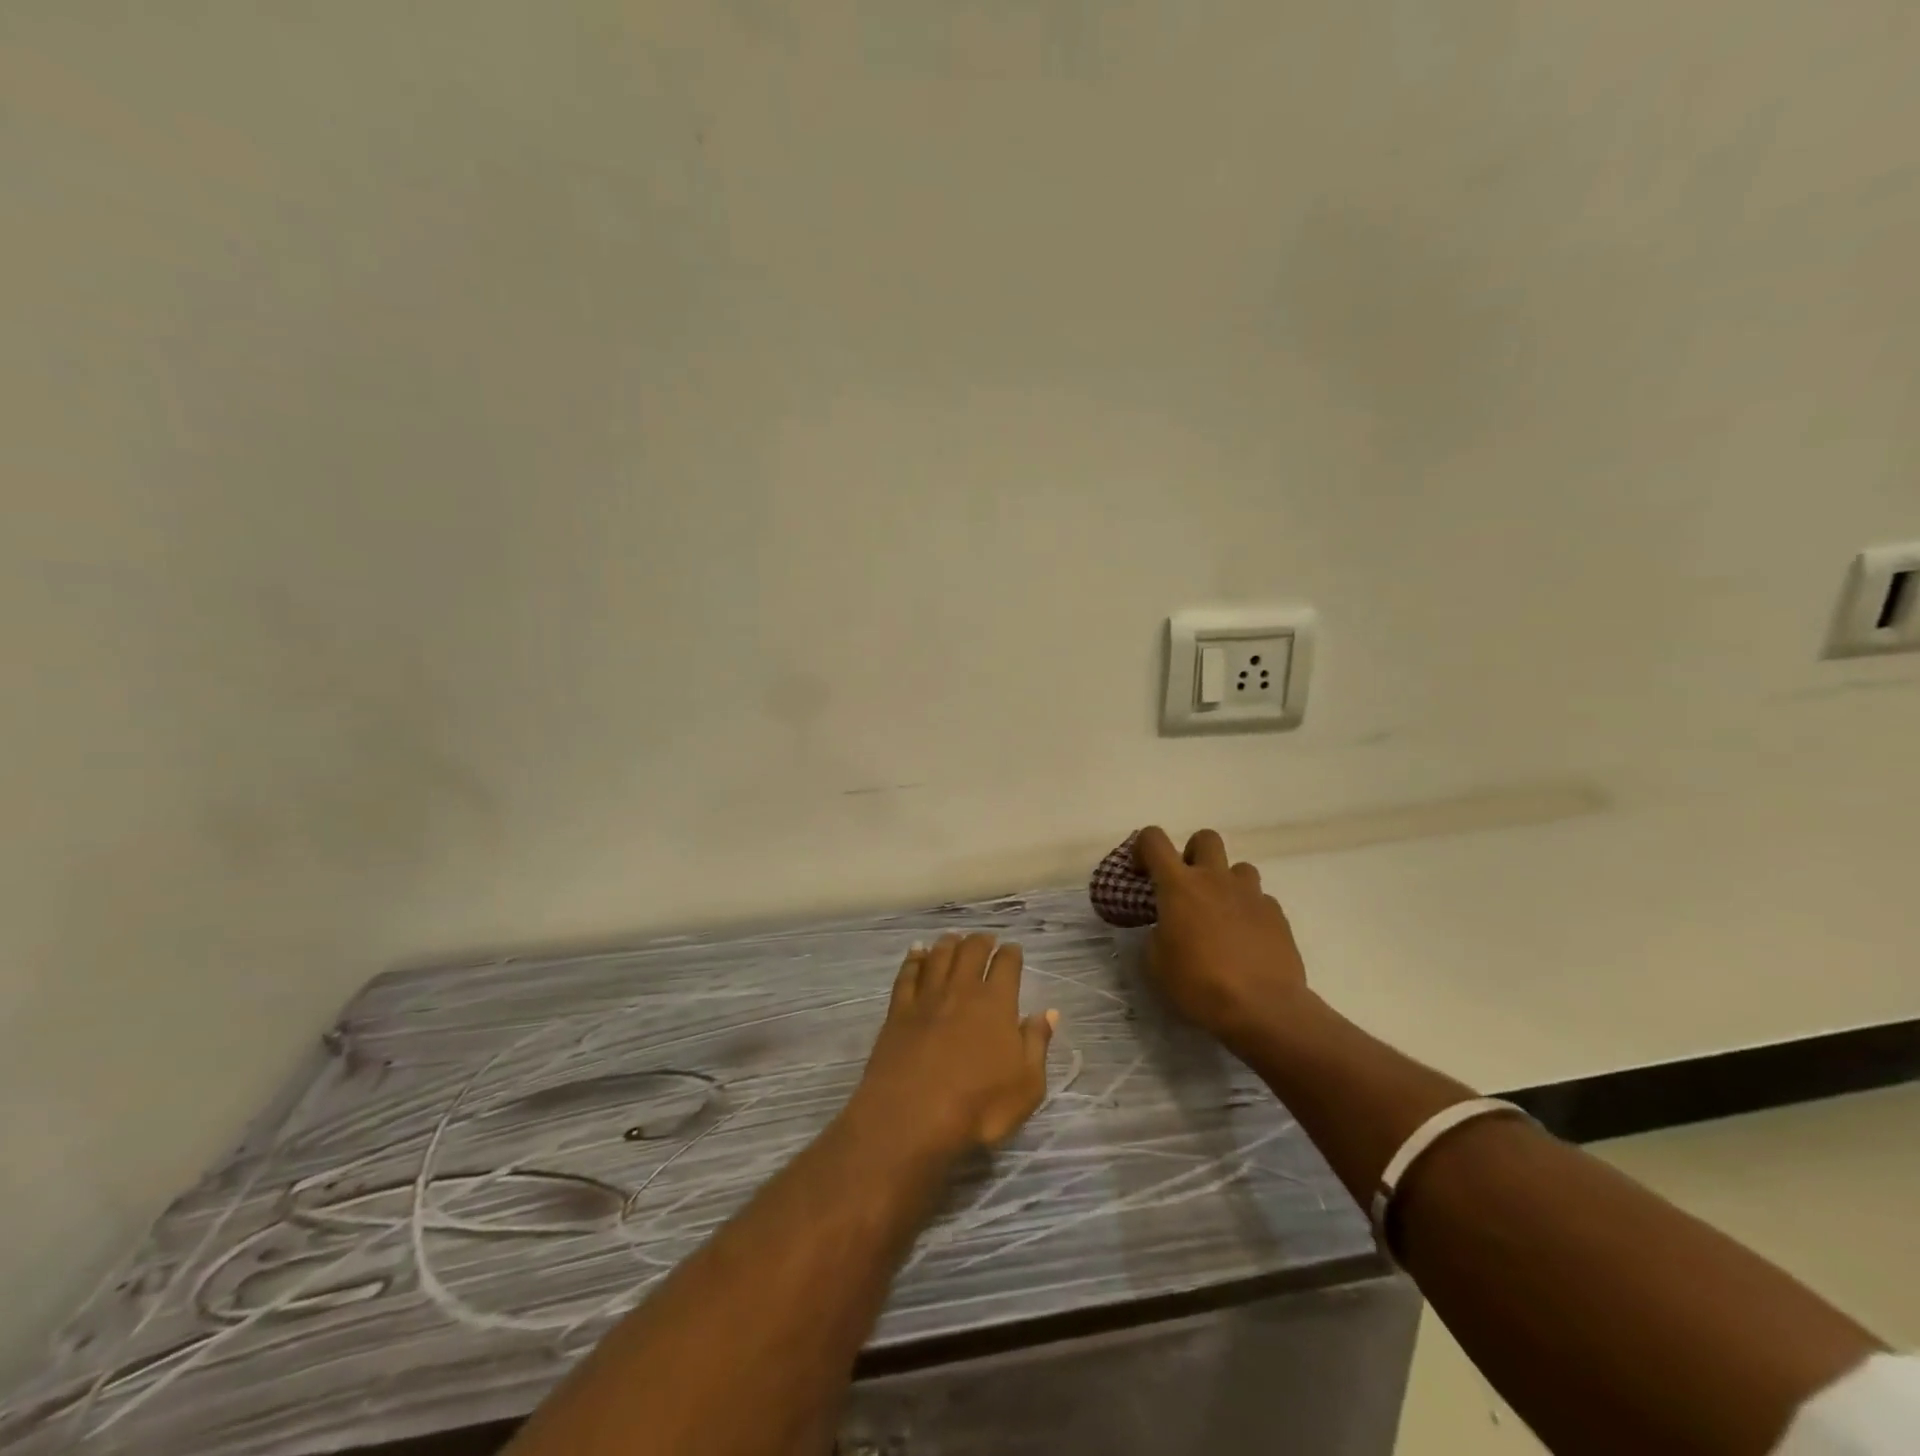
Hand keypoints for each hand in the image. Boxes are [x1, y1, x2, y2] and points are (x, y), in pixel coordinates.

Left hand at [849, 934, 1056, 1161]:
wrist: (911, 1117)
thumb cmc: (978, 1107)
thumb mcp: (1026, 1086)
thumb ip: (1037, 1044)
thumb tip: (1048, 1013)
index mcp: (996, 1003)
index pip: (1007, 965)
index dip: (1011, 953)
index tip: (1013, 950)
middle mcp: (961, 990)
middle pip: (971, 951)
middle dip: (981, 941)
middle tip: (985, 939)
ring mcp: (926, 998)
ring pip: (939, 956)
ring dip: (948, 943)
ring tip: (954, 938)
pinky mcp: (898, 1011)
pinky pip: (907, 975)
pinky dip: (913, 959)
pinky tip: (916, 953)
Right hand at [1134, 826, 1309, 1049]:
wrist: (1263, 1008)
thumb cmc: (1199, 984)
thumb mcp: (1157, 963)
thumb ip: (1157, 934)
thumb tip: (1166, 928)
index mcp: (1179, 885)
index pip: (1153, 839)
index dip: (1142, 847)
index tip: (1142, 873)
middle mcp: (1215, 879)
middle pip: (1205, 838)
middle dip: (1192, 853)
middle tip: (1187, 885)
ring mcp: (1250, 894)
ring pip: (1238, 867)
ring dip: (1226, 883)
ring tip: (1220, 914)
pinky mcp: (1277, 915)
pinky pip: (1260, 900)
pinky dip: (1249, 911)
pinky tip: (1246, 939)